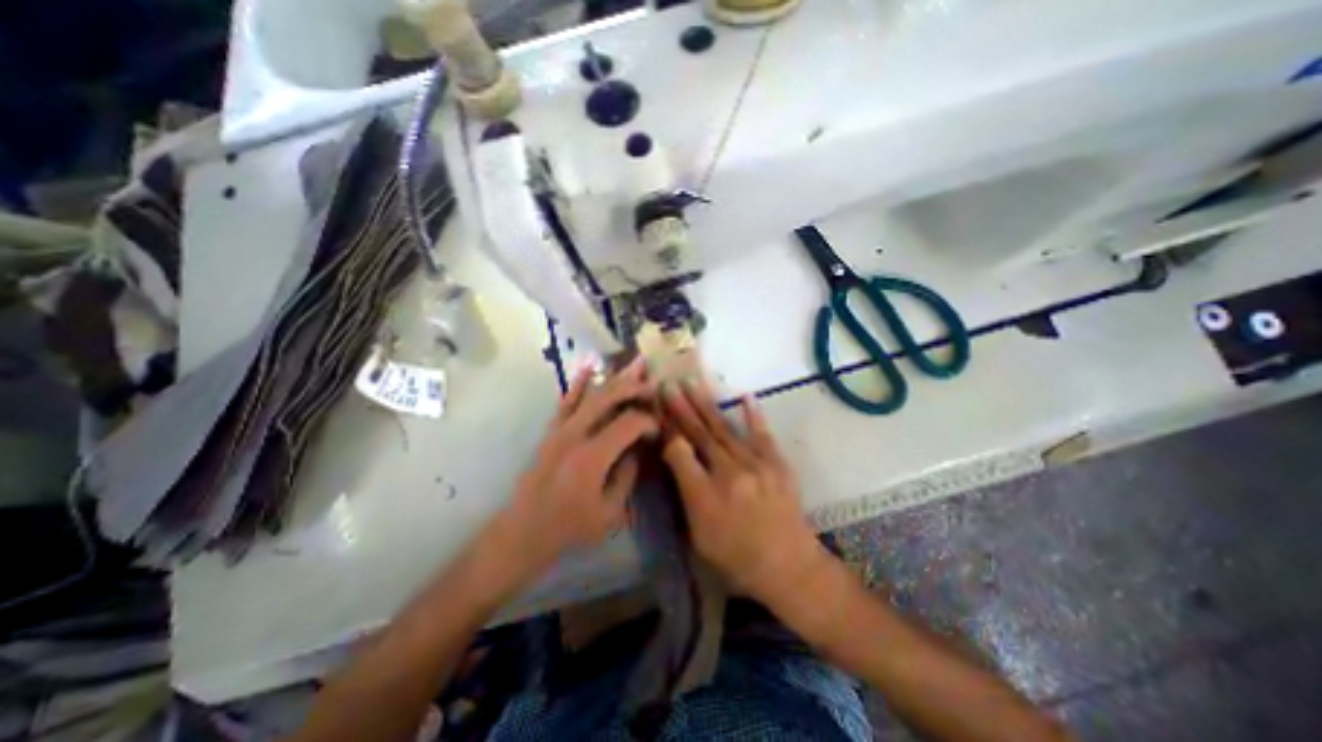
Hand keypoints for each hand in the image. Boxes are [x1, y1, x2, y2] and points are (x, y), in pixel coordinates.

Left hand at [503, 360, 653, 573]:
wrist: (523, 532)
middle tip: (654, 385)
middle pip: (609, 398)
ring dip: (616, 378)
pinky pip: (566, 401)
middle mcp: (576, 435)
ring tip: (636, 364)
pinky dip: (579, 382)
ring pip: (591, 394)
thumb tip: (637, 448)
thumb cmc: (569, 528)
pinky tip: (591, 366)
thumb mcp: (610, 512)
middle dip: (636, 388)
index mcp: (593, 456)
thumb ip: (627, 476)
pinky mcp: (551, 431)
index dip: (649, 421)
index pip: (629, 423)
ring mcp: (560, 430)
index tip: (659, 429)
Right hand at [661, 386, 821, 604]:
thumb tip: (674, 457)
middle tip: (668, 384)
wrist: (790, 567)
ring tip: (691, 383)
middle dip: (681, 407)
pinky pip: (761, 434)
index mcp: (705, 496)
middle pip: (700, 434)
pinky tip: (744, 395)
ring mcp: (757, 466)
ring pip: (724, 429)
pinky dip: (753, 414)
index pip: (679, 452)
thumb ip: (685, 494)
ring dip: (705, 404)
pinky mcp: (777, 464)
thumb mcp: (698, 536)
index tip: (658, 408)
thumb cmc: (736, 558)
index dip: (667, 429)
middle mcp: (729, 474)